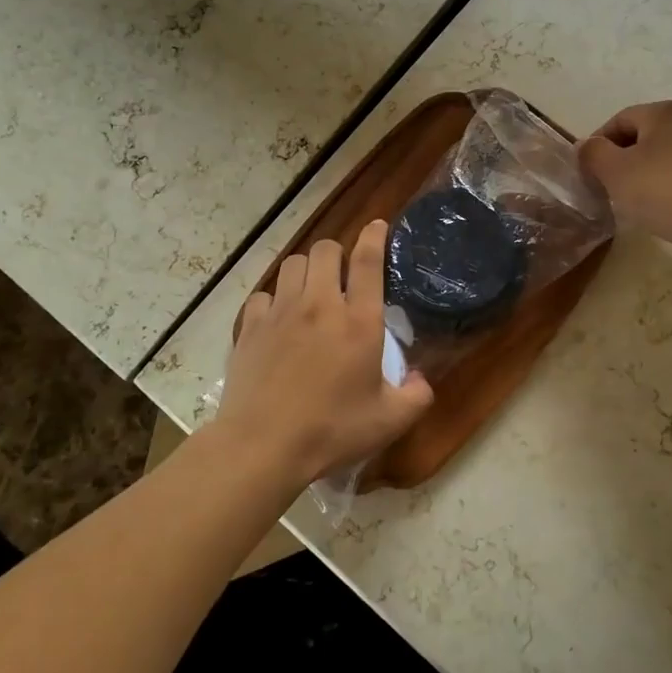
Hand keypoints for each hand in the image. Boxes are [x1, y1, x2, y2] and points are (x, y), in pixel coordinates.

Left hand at [217, 219, 433, 484]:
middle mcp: (319, 305)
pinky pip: (262, 295)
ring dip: (305, 270)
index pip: (367, 261)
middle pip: (325, 250)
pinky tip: (277, 320)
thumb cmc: (332, 430)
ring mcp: (280, 313)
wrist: (263, 446)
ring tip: (310, 290)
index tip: (378, 226)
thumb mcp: (389, 421)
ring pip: (292, 264)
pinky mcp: (250, 327)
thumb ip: (416, 396)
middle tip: (343, 273)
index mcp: (358, 321)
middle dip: (337, 253)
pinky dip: (273, 299)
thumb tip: (422, 380)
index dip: (374, 236)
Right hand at [578, 101, 671, 252]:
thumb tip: (585, 145)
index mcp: (663, 111)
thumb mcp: (615, 172)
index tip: (588, 174)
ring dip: (645, 174)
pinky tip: (664, 209)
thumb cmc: (665, 190)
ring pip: (665, 156)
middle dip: (622, 161)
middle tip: (608, 189)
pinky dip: (669, 186)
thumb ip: (593, 154)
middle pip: (643, 137)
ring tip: (634, 203)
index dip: (597, 146)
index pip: (618, 121)